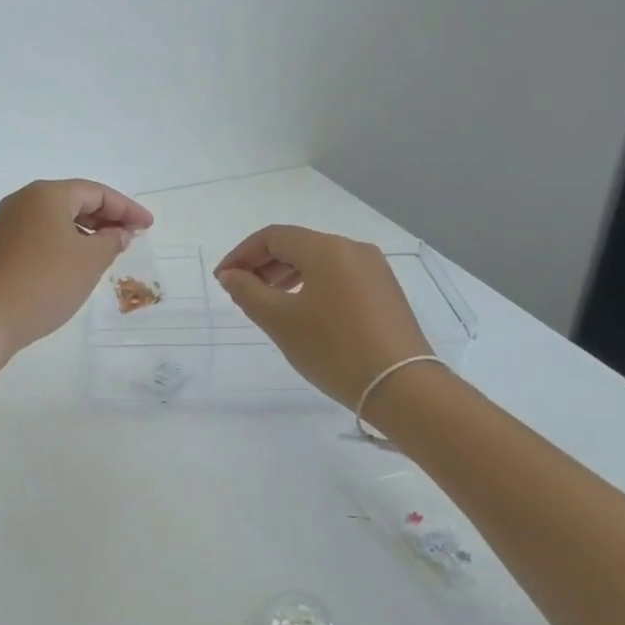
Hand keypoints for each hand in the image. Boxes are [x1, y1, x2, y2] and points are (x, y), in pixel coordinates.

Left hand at [0, 179, 153, 356]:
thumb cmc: (46, 283)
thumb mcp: (89, 261)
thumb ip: (111, 240)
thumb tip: (118, 232)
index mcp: (47, 194)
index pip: (96, 193)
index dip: (126, 208)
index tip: (148, 226)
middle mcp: (24, 200)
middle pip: (75, 200)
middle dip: (106, 217)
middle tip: (132, 236)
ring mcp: (8, 222)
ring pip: (57, 217)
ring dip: (86, 230)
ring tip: (110, 250)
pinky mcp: (1, 244)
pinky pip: (42, 232)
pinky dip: (65, 240)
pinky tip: (78, 260)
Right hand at [214, 225, 433, 412]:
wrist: (401, 386)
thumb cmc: (332, 349)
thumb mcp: (279, 320)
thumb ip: (248, 292)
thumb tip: (231, 275)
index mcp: (326, 248)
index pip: (273, 237)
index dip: (241, 254)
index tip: (222, 279)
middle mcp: (352, 249)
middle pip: (297, 245)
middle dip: (263, 264)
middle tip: (240, 292)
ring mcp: (374, 269)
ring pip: (318, 261)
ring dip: (286, 275)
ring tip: (266, 303)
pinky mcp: (384, 291)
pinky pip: (338, 276)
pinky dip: (311, 285)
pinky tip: (301, 311)